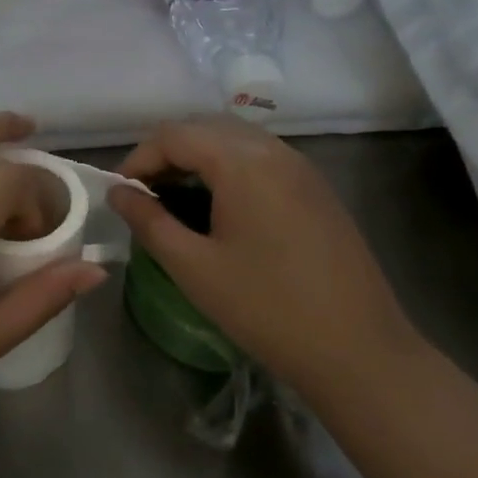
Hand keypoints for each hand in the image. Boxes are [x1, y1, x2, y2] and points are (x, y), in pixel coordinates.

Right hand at [107, 118, 410, 396]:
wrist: (358, 350)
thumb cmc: (266, 308)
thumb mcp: (194, 267)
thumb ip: (149, 221)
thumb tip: (118, 192)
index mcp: (242, 162)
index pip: (174, 135)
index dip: (138, 158)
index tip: (121, 193)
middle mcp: (274, 150)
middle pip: (205, 128)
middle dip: (167, 153)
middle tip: (146, 195)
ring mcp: (301, 167)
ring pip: (236, 140)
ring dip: (199, 158)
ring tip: (178, 200)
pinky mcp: (317, 188)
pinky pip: (262, 158)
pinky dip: (230, 168)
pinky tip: (222, 208)